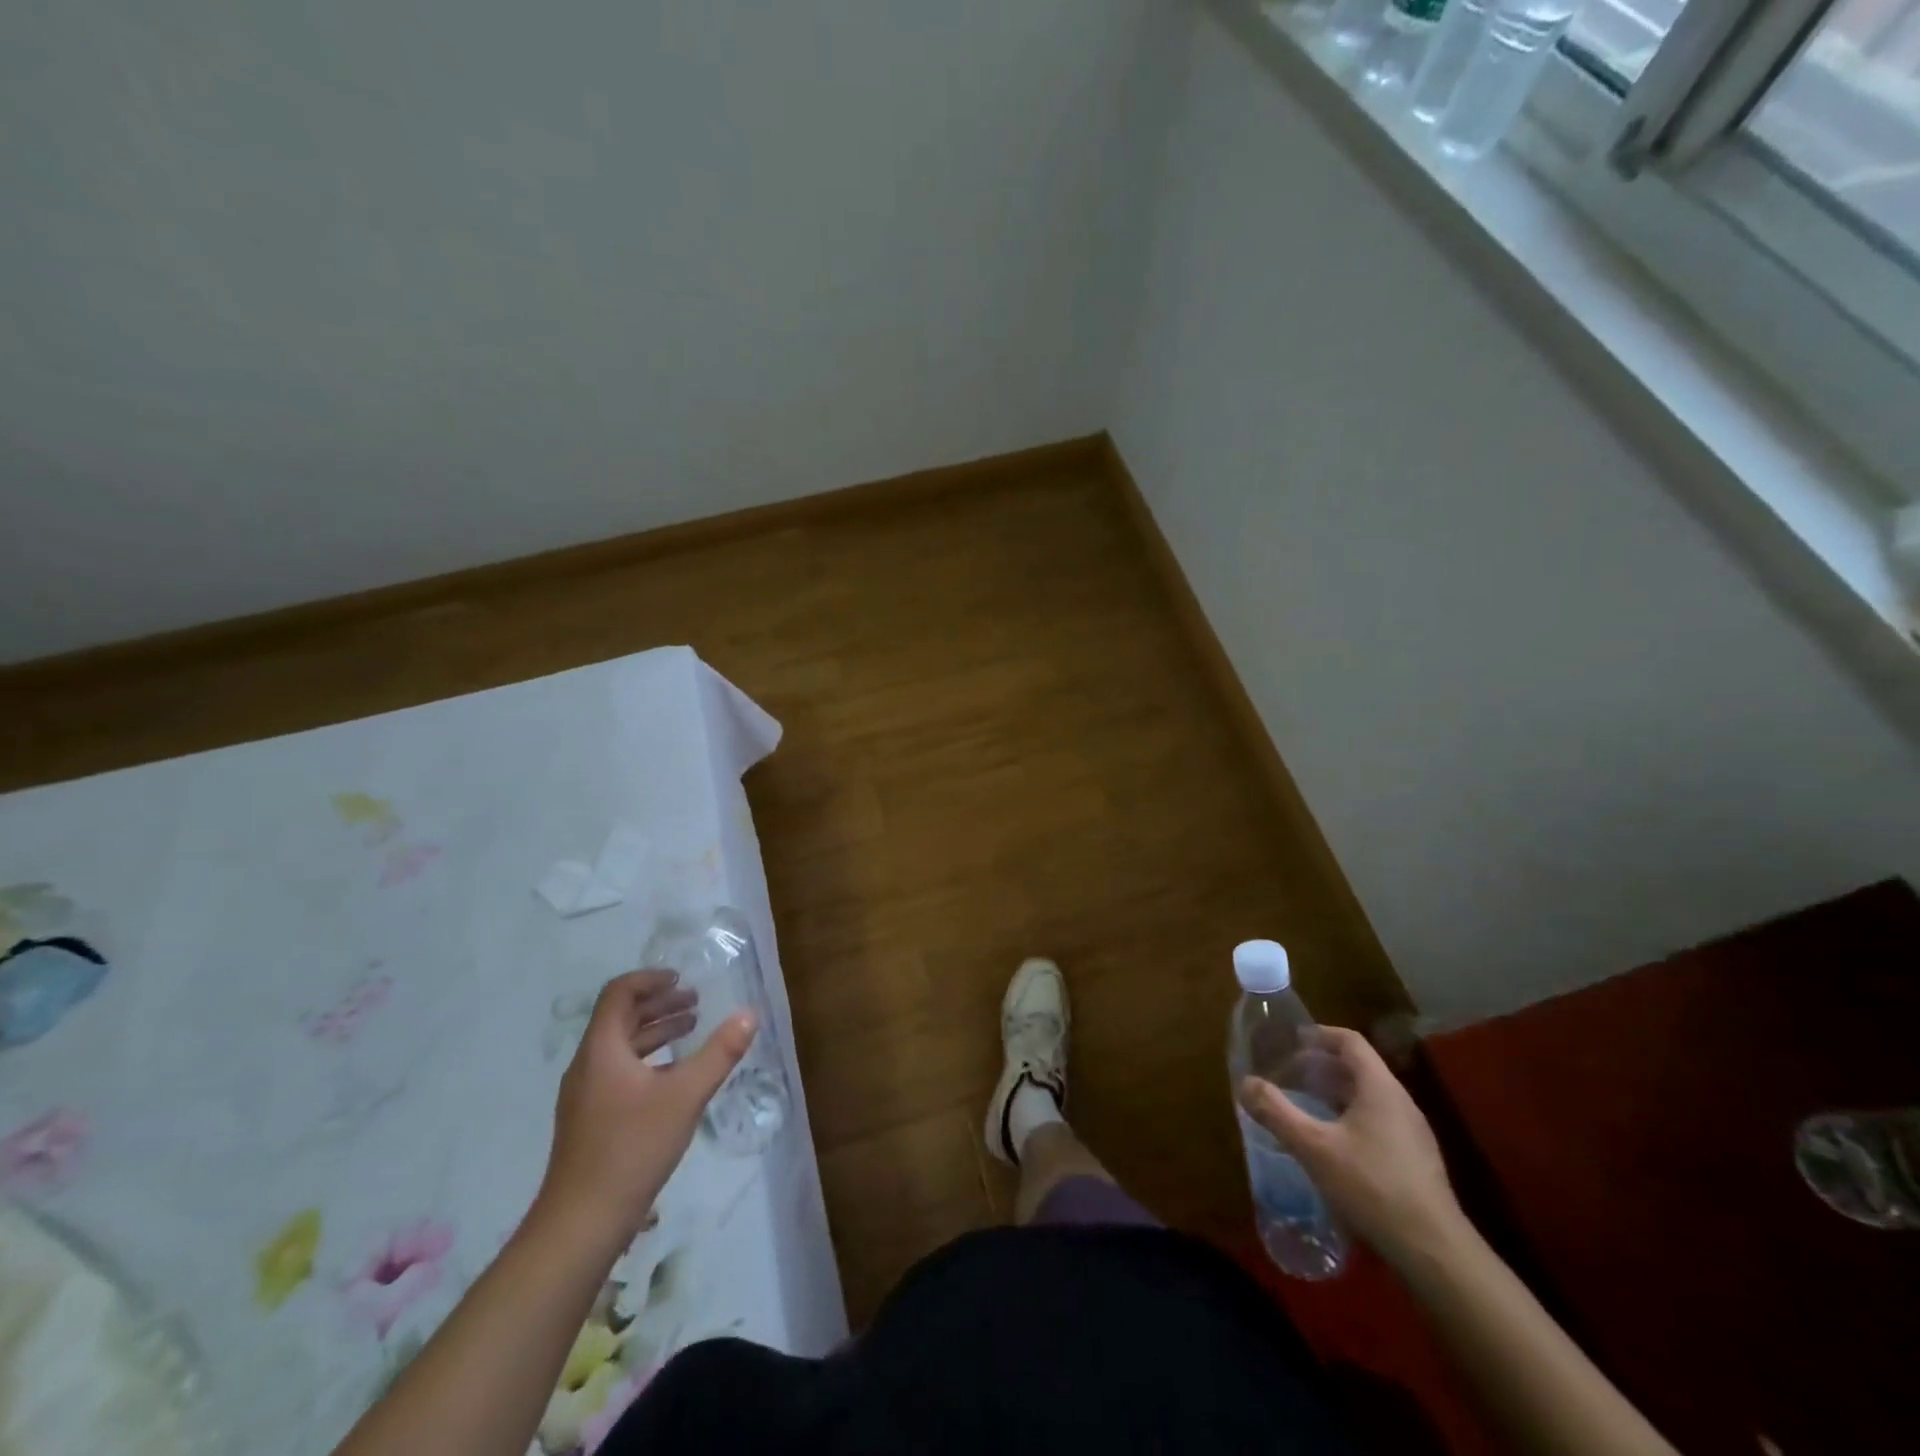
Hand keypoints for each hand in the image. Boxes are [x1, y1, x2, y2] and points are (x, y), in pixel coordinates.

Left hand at [536, 969, 756, 1252]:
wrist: (580, 1225)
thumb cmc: (632, 1149)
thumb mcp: (685, 1096)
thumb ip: (720, 1052)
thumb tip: (750, 1014)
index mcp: (602, 1050)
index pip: (619, 994)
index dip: (649, 979)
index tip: (681, 977)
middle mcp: (587, 1065)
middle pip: (620, 1018)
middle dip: (658, 1004)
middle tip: (695, 1001)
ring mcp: (584, 1095)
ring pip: (620, 1047)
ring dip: (655, 1031)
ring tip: (691, 1029)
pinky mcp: (589, 1120)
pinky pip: (618, 1071)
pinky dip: (647, 1059)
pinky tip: (673, 1076)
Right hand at [1240, 1025, 1462, 1267]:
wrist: (1434, 1251)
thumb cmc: (1371, 1185)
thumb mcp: (1313, 1146)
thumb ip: (1276, 1112)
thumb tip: (1244, 1083)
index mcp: (1380, 1087)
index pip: (1350, 1041)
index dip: (1319, 1035)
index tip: (1290, 1042)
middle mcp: (1400, 1102)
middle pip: (1358, 1068)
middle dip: (1320, 1066)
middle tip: (1288, 1075)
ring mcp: (1412, 1133)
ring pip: (1368, 1097)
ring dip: (1334, 1093)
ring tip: (1304, 1106)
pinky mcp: (1415, 1161)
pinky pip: (1377, 1122)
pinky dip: (1349, 1118)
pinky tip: (1331, 1144)